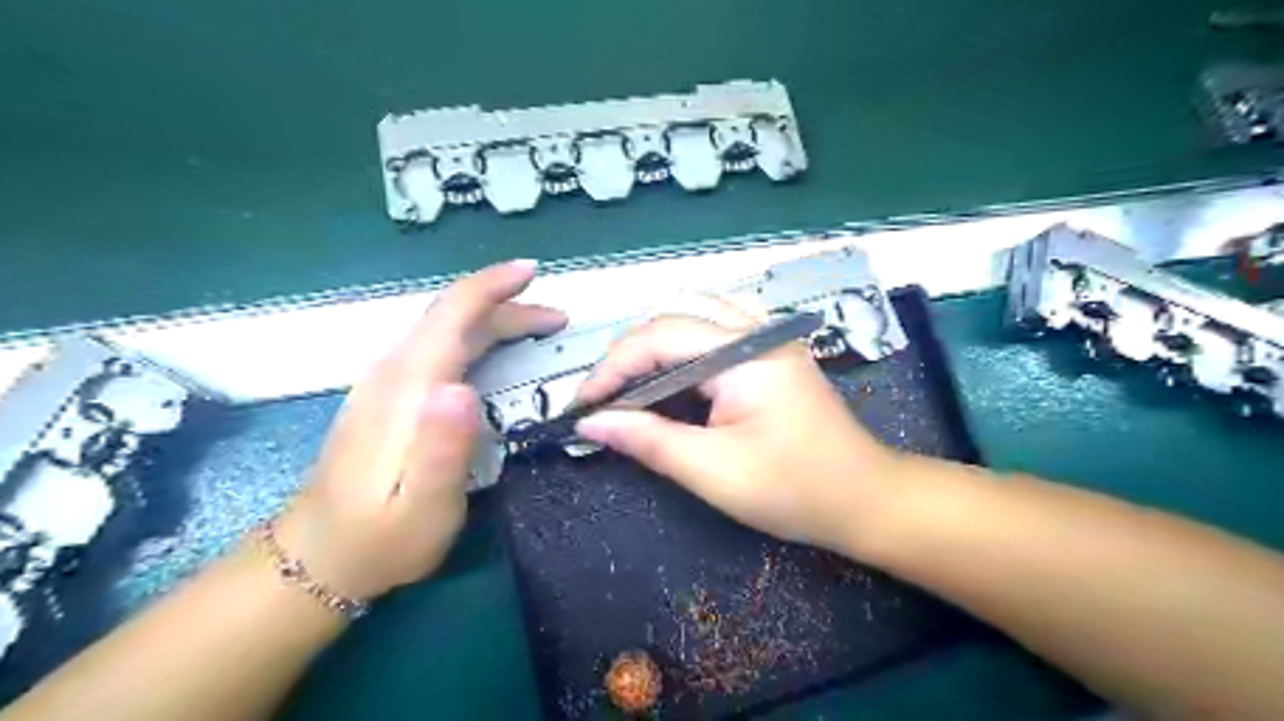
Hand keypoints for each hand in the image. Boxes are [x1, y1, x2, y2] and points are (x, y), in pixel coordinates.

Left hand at [277, 263, 566, 599]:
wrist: (320, 556)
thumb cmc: (383, 536)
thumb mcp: (424, 505)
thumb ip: (443, 447)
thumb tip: (462, 388)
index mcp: (408, 388)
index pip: (451, 316)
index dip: (492, 286)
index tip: (532, 271)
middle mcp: (394, 373)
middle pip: (453, 317)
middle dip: (507, 306)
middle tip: (557, 319)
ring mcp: (387, 383)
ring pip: (444, 329)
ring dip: (493, 318)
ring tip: (536, 328)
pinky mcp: (388, 397)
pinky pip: (437, 346)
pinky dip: (473, 335)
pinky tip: (491, 350)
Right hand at [576, 297, 893, 551]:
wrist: (865, 498)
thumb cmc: (794, 490)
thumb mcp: (713, 471)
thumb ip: (649, 440)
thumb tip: (591, 424)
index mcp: (745, 355)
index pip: (659, 338)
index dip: (612, 368)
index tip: (582, 405)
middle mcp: (757, 331)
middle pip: (674, 316)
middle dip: (630, 353)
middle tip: (605, 397)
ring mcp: (770, 335)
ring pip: (697, 311)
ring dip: (656, 341)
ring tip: (632, 382)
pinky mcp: (774, 349)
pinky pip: (720, 323)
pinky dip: (686, 339)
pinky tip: (677, 368)